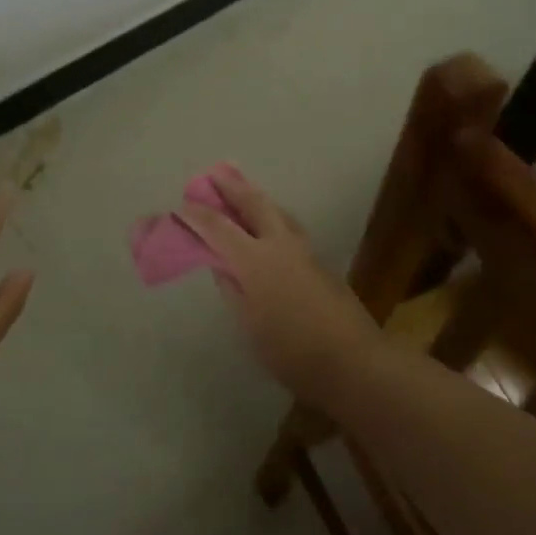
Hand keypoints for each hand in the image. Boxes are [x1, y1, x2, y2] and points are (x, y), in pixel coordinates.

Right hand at [179, 166, 378, 402]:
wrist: (353, 362)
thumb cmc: (291, 351)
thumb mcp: (249, 325)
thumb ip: (232, 289)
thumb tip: (222, 264)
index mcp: (255, 261)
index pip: (219, 228)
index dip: (198, 215)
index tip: (182, 206)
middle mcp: (280, 245)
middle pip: (254, 204)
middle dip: (232, 187)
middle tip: (215, 173)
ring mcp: (304, 250)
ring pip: (276, 211)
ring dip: (256, 197)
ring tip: (242, 189)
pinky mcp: (320, 261)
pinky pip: (288, 226)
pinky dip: (272, 215)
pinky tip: (269, 223)